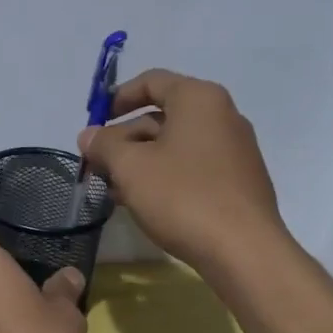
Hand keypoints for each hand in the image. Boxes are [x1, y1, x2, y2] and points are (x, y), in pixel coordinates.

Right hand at [79, 69, 285, 272]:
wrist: (243, 251)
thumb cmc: (183, 196)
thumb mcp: (131, 168)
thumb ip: (105, 146)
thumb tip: (89, 136)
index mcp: (199, 99)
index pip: (152, 81)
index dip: (118, 98)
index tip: (95, 122)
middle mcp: (223, 116)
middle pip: (163, 115)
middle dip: (125, 138)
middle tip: (99, 164)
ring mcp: (235, 150)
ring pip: (176, 145)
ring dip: (142, 161)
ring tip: (114, 189)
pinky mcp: (239, 181)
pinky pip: (194, 167)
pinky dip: (166, 176)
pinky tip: (146, 203)